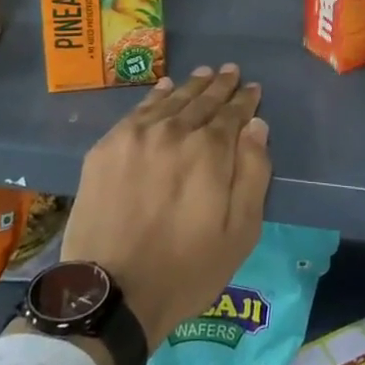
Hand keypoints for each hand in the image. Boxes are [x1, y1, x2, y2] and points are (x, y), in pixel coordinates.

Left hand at [60, 65, 270, 348]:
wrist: (110, 293)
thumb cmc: (185, 270)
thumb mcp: (239, 233)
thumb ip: (253, 173)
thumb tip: (256, 126)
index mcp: (210, 151)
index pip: (233, 114)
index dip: (245, 100)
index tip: (252, 88)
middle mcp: (174, 131)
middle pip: (202, 100)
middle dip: (220, 86)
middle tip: (230, 71)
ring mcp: (137, 136)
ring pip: (171, 100)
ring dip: (190, 86)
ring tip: (204, 74)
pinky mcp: (107, 147)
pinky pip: (138, 110)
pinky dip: (156, 96)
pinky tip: (164, 89)